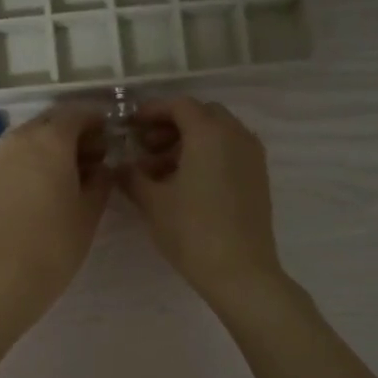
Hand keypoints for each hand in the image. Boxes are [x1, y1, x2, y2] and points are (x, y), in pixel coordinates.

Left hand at [0, 106, 109, 333]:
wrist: (4, 276)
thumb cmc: (56, 242)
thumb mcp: (90, 209)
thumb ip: (101, 178)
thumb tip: (102, 165)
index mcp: (50, 139)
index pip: (76, 114)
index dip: (95, 121)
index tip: (109, 136)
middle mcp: (20, 138)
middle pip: (51, 122)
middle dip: (73, 132)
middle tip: (94, 157)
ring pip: (30, 137)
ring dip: (51, 145)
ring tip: (71, 173)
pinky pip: (15, 154)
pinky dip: (32, 158)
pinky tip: (46, 183)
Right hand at [119, 97, 284, 313]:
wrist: (240, 272)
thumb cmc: (192, 231)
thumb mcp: (152, 202)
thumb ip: (132, 176)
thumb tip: (119, 166)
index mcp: (209, 133)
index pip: (179, 105)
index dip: (152, 110)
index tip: (130, 125)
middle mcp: (236, 135)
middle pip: (201, 115)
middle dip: (171, 125)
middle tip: (146, 147)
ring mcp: (252, 156)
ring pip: (217, 133)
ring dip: (188, 141)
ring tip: (161, 170)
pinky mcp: (258, 177)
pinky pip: (230, 151)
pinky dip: (207, 155)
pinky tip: (185, 183)